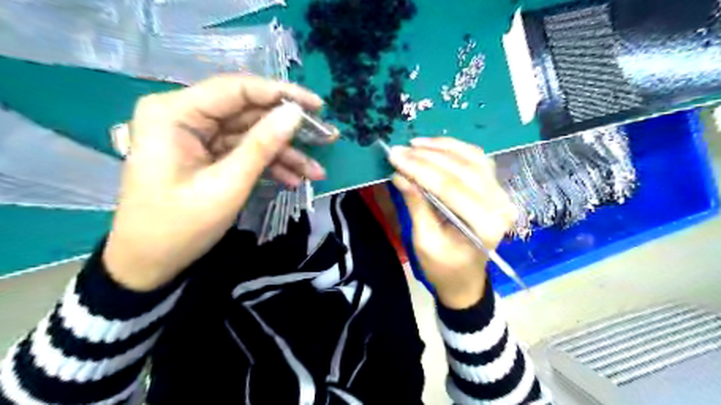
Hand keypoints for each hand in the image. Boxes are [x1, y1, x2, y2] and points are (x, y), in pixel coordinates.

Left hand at [105, 75, 336, 290]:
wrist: (150, 263)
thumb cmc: (180, 226)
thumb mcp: (227, 185)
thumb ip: (262, 145)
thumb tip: (295, 113)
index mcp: (175, 113)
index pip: (237, 89)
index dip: (281, 94)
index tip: (317, 106)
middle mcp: (185, 115)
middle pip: (248, 112)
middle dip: (288, 129)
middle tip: (326, 138)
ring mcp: (197, 136)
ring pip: (251, 134)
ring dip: (284, 153)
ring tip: (316, 172)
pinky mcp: (207, 154)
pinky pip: (244, 152)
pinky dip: (269, 165)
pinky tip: (294, 180)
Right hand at [388, 137, 517, 307]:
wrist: (465, 278)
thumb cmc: (443, 267)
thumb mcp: (424, 241)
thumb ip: (416, 205)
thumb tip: (400, 175)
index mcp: (484, 225)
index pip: (450, 187)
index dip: (420, 169)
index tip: (394, 156)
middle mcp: (499, 205)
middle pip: (462, 169)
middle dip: (427, 156)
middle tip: (400, 149)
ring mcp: (501, 194)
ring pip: (472, 158)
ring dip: (442, 147)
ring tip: (415, 144)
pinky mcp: (495, 188)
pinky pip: (477, 160)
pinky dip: (456, 149)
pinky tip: (435, 146)